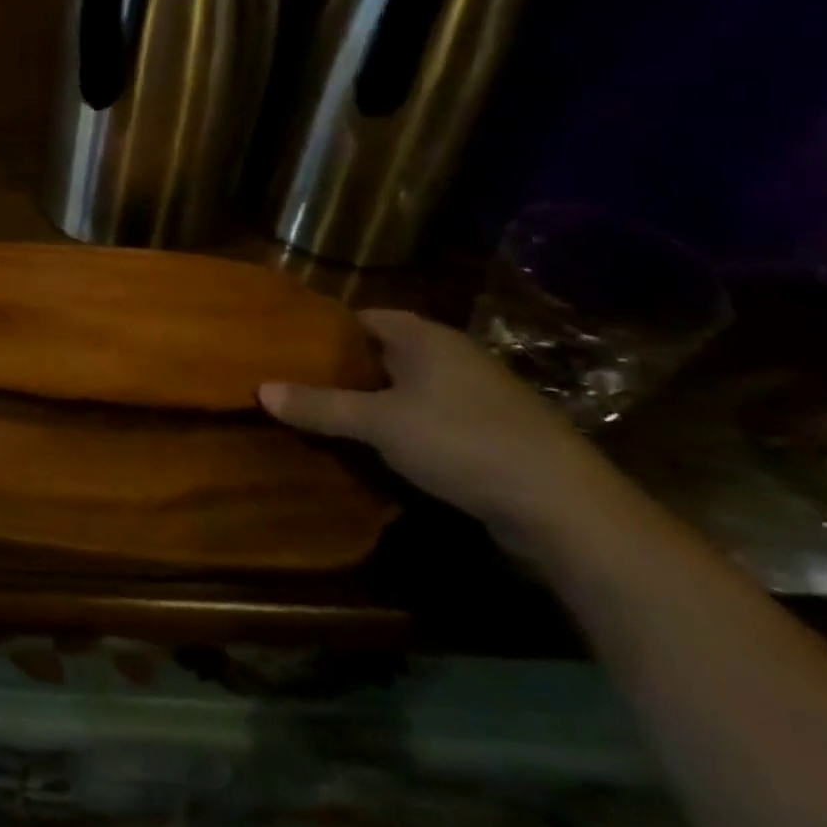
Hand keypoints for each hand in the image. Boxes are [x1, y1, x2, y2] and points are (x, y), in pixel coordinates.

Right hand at [258, 310, 620, 549]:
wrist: (566, 508)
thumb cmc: (462, 442)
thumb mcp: (378, 423)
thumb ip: (319, 405)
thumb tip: (260, 389)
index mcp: (424, 337)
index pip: (362, 317)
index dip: (324, 329)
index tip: (287, 346)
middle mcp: (452, 355)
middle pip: (383, 352)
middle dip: (343, 368)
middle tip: (295, 382)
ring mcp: (476, 395)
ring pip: (407, 387)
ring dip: (372, 400)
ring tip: (325, 415)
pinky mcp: (491, 432)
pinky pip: (430, 417)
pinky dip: (401, 426)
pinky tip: (377, 448)